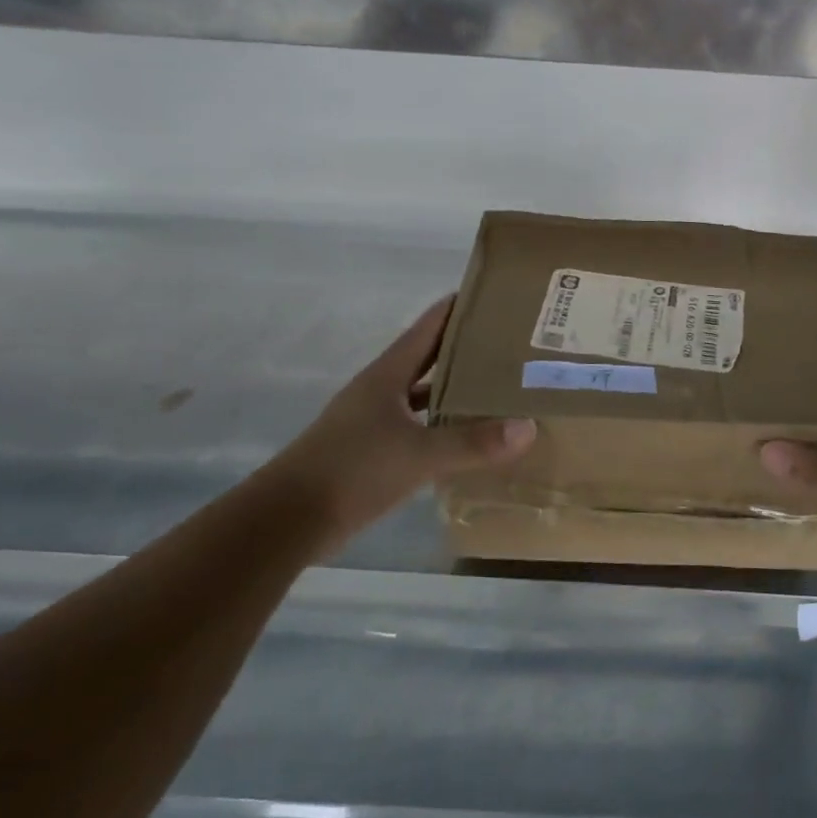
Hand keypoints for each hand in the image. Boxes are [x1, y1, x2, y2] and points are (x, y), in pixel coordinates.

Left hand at [272, 296, 536, 531]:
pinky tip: (466, 435)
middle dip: (465, 348)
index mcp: (387, 375)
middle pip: (427, 358)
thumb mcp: (419, 455)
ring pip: (422, 394)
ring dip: (454, 388)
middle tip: (510, 343)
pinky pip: (416, 427)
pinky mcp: (371, 452)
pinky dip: (441, 425)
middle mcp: (379, 391)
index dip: (457, 308)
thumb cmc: (352, 471)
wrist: (288, 520)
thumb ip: (473, 442)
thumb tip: (527, 427)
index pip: (427, 328)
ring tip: (498, 385)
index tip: (494, 297)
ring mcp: (373, 422)